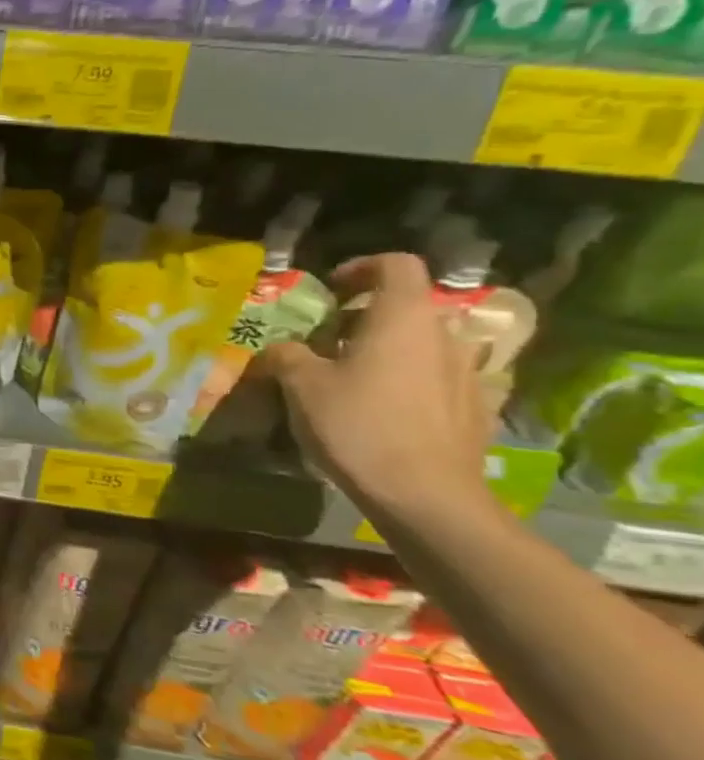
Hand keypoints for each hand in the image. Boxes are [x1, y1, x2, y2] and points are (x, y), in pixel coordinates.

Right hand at [254, 253, 495, 522]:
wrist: (425, 495)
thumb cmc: (357, 425)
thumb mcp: (301, 385)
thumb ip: (287, 354)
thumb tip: (282, 348)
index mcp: (403, 317)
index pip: (395, 264)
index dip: (361, 268)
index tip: (331, 290)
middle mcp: (444, 334)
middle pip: (408, 306)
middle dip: (367, 317)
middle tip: (328, 343)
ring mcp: (468, 372)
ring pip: (423, 344)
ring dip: (389, 350)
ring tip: (353, 379)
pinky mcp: (477, 408)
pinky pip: (438, 379)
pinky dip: (409, 381)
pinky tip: (384, 411)